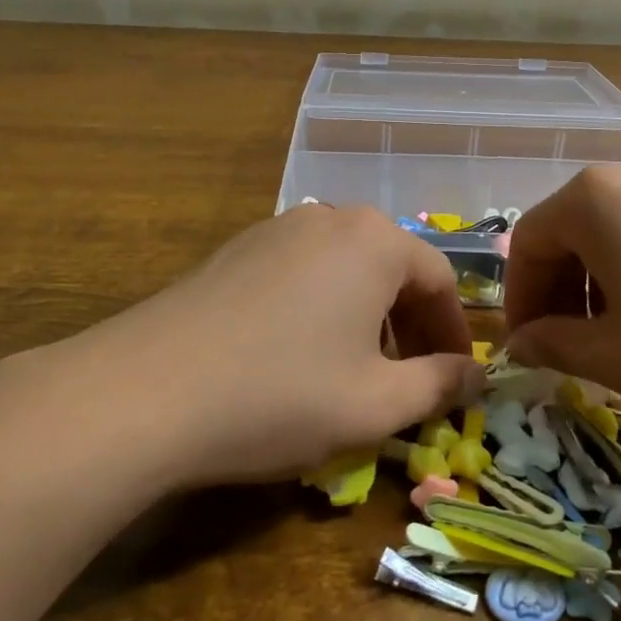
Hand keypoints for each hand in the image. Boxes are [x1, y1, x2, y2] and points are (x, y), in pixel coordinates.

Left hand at [1, 205, 482, 487]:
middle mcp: (330, 218)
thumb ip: (438, 385)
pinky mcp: (237, 249)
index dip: (453, 334)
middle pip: (392, 268)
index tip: (454, 380)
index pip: (439, 280)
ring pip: (346, 269)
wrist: (145, 391)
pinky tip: (297, 355)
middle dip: (409, 325)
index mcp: (375, 241)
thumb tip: (476, 376)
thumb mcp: (375, 403)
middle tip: (408, 381)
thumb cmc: (279, 394)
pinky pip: (303, 272)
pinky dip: (321, 308)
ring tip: (355, 371)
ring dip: (366, 317)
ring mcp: (277, 228)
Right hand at [502, 163, 620, 425]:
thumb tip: (520, 345)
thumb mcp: (619, 357)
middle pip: (569, 232)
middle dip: (559, 293)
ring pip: (615, 234)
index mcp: (592, 200)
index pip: (527, 243)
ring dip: (600, 286)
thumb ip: (554, 347)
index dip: (519, 301)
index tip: (528, 350)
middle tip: (571, 349)